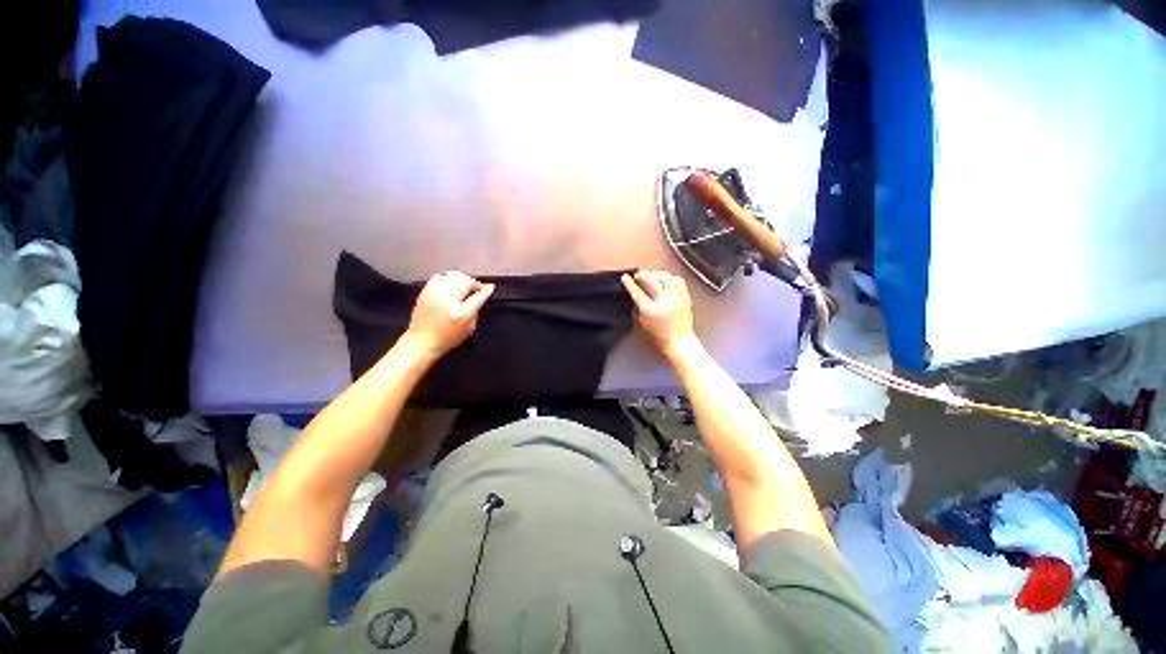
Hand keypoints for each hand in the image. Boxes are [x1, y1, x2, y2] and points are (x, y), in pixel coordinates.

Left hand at [403, 272, 494, 359]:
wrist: (422, 341)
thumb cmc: (448, 338)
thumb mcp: (469, 328)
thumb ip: (476, 311)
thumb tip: (479, 296)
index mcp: (461, 313)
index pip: (478, 296)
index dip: (486, 290)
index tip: (491, 287)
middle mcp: (448, 301)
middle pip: (466, 282)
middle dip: (475, 283)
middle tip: (478, 287)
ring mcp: (435, 294)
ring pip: (453, 276)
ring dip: (462, 278)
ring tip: (465, 284)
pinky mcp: (426, 291)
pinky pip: (439, 277)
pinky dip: (448, 278)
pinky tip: (451, 283)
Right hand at [621, 270, 697, 357]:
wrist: (680, 341)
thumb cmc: (660, 334)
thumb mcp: (644, 322)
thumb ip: (639, 306)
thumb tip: (635, 292)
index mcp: (651, 310)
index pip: (637, 293)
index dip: (629, 283)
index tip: (625, 277)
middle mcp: (665, 301)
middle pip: (651, 280)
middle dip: (642, 275)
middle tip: (638, 274)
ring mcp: (677, 297)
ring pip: (665, 277)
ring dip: (656, 274)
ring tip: (652, 275)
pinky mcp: (686, 296)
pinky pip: (678, 280)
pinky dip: (670, 277)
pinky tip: (666, 280)